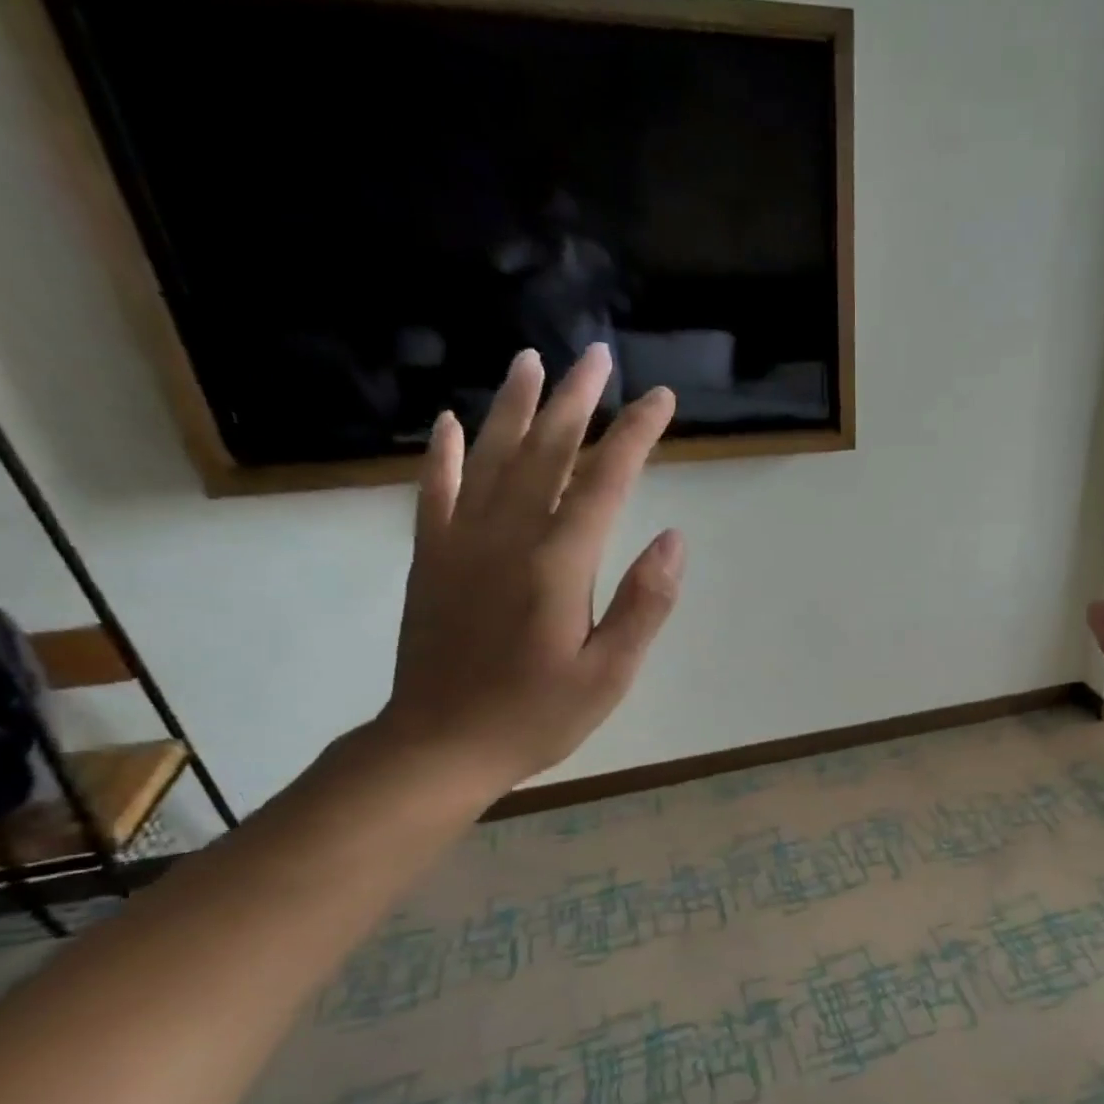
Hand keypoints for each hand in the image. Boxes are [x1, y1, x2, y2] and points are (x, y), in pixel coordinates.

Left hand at [378, 346, 682, 796]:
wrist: (439, 746)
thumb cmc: (537, 716)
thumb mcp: (610, 674)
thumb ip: (643, 603)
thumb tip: (672, 538)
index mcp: (558, 565)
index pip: (605, 482)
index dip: (635, 436)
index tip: (660, 401)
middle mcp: (508, 538)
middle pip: (546, 453)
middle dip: (577, 402)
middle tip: (598, 357)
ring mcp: (461, 543)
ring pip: (490, 458)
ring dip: (513, 407)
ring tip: (531, 361)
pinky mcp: (431, 559)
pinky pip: (435, 492)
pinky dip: (444, 454)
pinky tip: (451, 423)